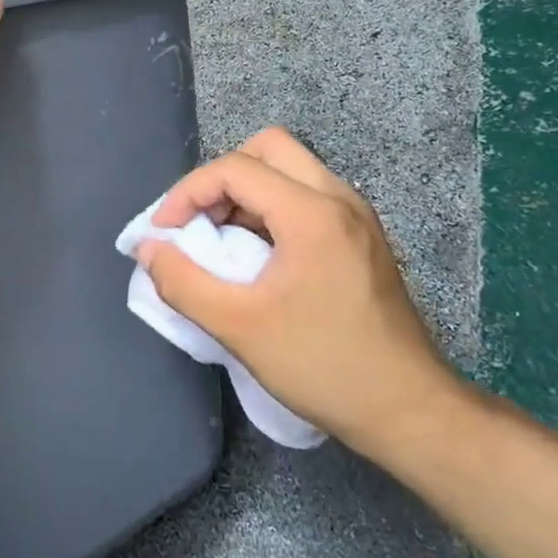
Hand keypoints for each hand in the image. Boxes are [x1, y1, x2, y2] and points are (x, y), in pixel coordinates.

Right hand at [138, 127, 461, 458]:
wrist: (408, 409)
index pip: (235, 168)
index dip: (187, 193)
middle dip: (222, 177)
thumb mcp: (238, 327)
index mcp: (311, 212)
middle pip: (268, 148)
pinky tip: (258, 255)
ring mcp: (356, 216)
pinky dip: (272, 208)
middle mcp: (339, 198)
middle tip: (199, 222)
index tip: (164, 233)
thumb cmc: (322, 365)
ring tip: (222, 239)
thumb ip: (182, 282)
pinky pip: (307, 196)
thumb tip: (148, 249)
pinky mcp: (362, 237)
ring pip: (291, 169)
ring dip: (247, 192)